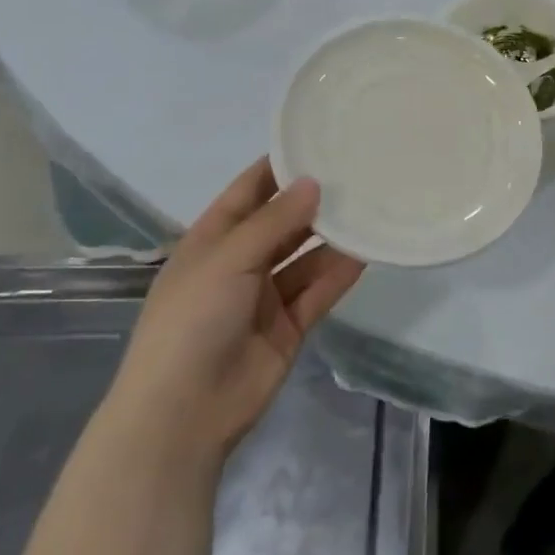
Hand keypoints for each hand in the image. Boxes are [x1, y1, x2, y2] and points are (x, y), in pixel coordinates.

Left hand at [105, 159, 363, 458]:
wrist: (182, 415)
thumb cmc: (192, 321)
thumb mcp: (228, 259)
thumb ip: (275, 221)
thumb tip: (314, 183)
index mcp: (213, 240)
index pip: (249, 190)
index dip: (279, 166)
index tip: (319, 140)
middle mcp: (240, 262)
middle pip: (283, 222)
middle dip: (315, 201)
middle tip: (359, 172)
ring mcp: (265, 296)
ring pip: (306, 256)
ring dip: (333, 237)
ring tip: (371, 207)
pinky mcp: (288, 325)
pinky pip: (319, 290)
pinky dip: (340, 272)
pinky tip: (368, 251)